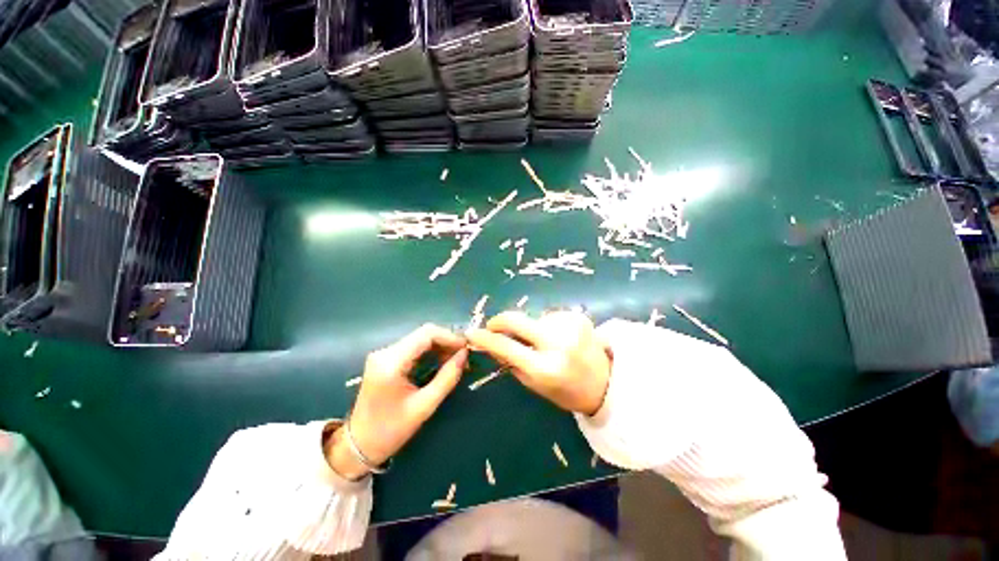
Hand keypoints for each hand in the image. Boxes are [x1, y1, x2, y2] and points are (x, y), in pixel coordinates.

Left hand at [327, 325, 467, 479]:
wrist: (358, 445)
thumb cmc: (390, 430)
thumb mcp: (424, 406)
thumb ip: (447, 378)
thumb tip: (465, 355)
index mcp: (391, 362)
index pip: (426, 334)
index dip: (450, 336)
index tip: (467, 347)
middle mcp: (385, 352)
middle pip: (423, 334)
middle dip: (447, 341)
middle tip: (464, 355)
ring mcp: (384, 354)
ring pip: (420, 339)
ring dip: (440, 346)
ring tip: (456, 359)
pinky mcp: (386, 359)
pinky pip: (414, 347)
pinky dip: (431, 351)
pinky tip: (441, 362)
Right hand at [467, 311, 611, 415]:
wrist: (605, 382)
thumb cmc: (565, 390)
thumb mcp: (534, 383)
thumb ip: (511, 361)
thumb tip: (490, 343)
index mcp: (545, 367)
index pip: (506, 346)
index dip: (486, 338)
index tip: (472, 333)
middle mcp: (557, 343)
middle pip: (517, 319)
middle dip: (500, 321)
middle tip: (493, 326)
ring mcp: (569, 326)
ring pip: (534, 318)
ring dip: (530, 327)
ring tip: (541, 341)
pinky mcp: (578, 316)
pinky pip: (549, 316)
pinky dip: (546, 324)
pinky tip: (557, 336)